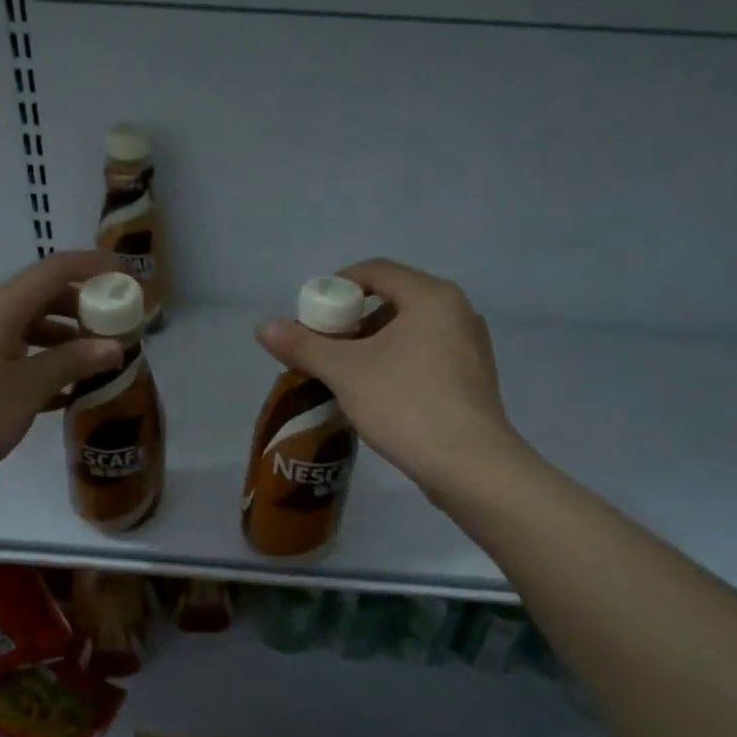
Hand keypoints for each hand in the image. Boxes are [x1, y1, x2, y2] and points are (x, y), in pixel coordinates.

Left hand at [0, 251, 123, 487]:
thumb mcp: (27, 388)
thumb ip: (72, 362)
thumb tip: (114, 346)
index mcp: (3, 309)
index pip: (56, 270)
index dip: (94, 266)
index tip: (128, 277)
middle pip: (45, 296)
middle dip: (85, 306)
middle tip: (119, 327)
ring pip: (32, 326)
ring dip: (66, 338)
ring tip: (98, 362)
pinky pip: (17, 352)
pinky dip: (44, 361)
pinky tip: (65, 391)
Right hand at [255, 258, 522, 498]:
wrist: (470, 466)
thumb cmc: (406, 404)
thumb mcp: (345, 372)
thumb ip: (303, 345)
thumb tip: (263, 327)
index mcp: (431, 296)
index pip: (374, 270)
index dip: (336, 286)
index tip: (311, 317)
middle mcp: (457, 311)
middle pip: (392, 299)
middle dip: (351, 320)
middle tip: (323, 348)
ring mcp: (470, 346)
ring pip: (409, 330)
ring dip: (372, 344)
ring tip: (344, 374)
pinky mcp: (473, 378)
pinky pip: (426, 354)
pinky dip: (396, 362)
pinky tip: (377, 394)